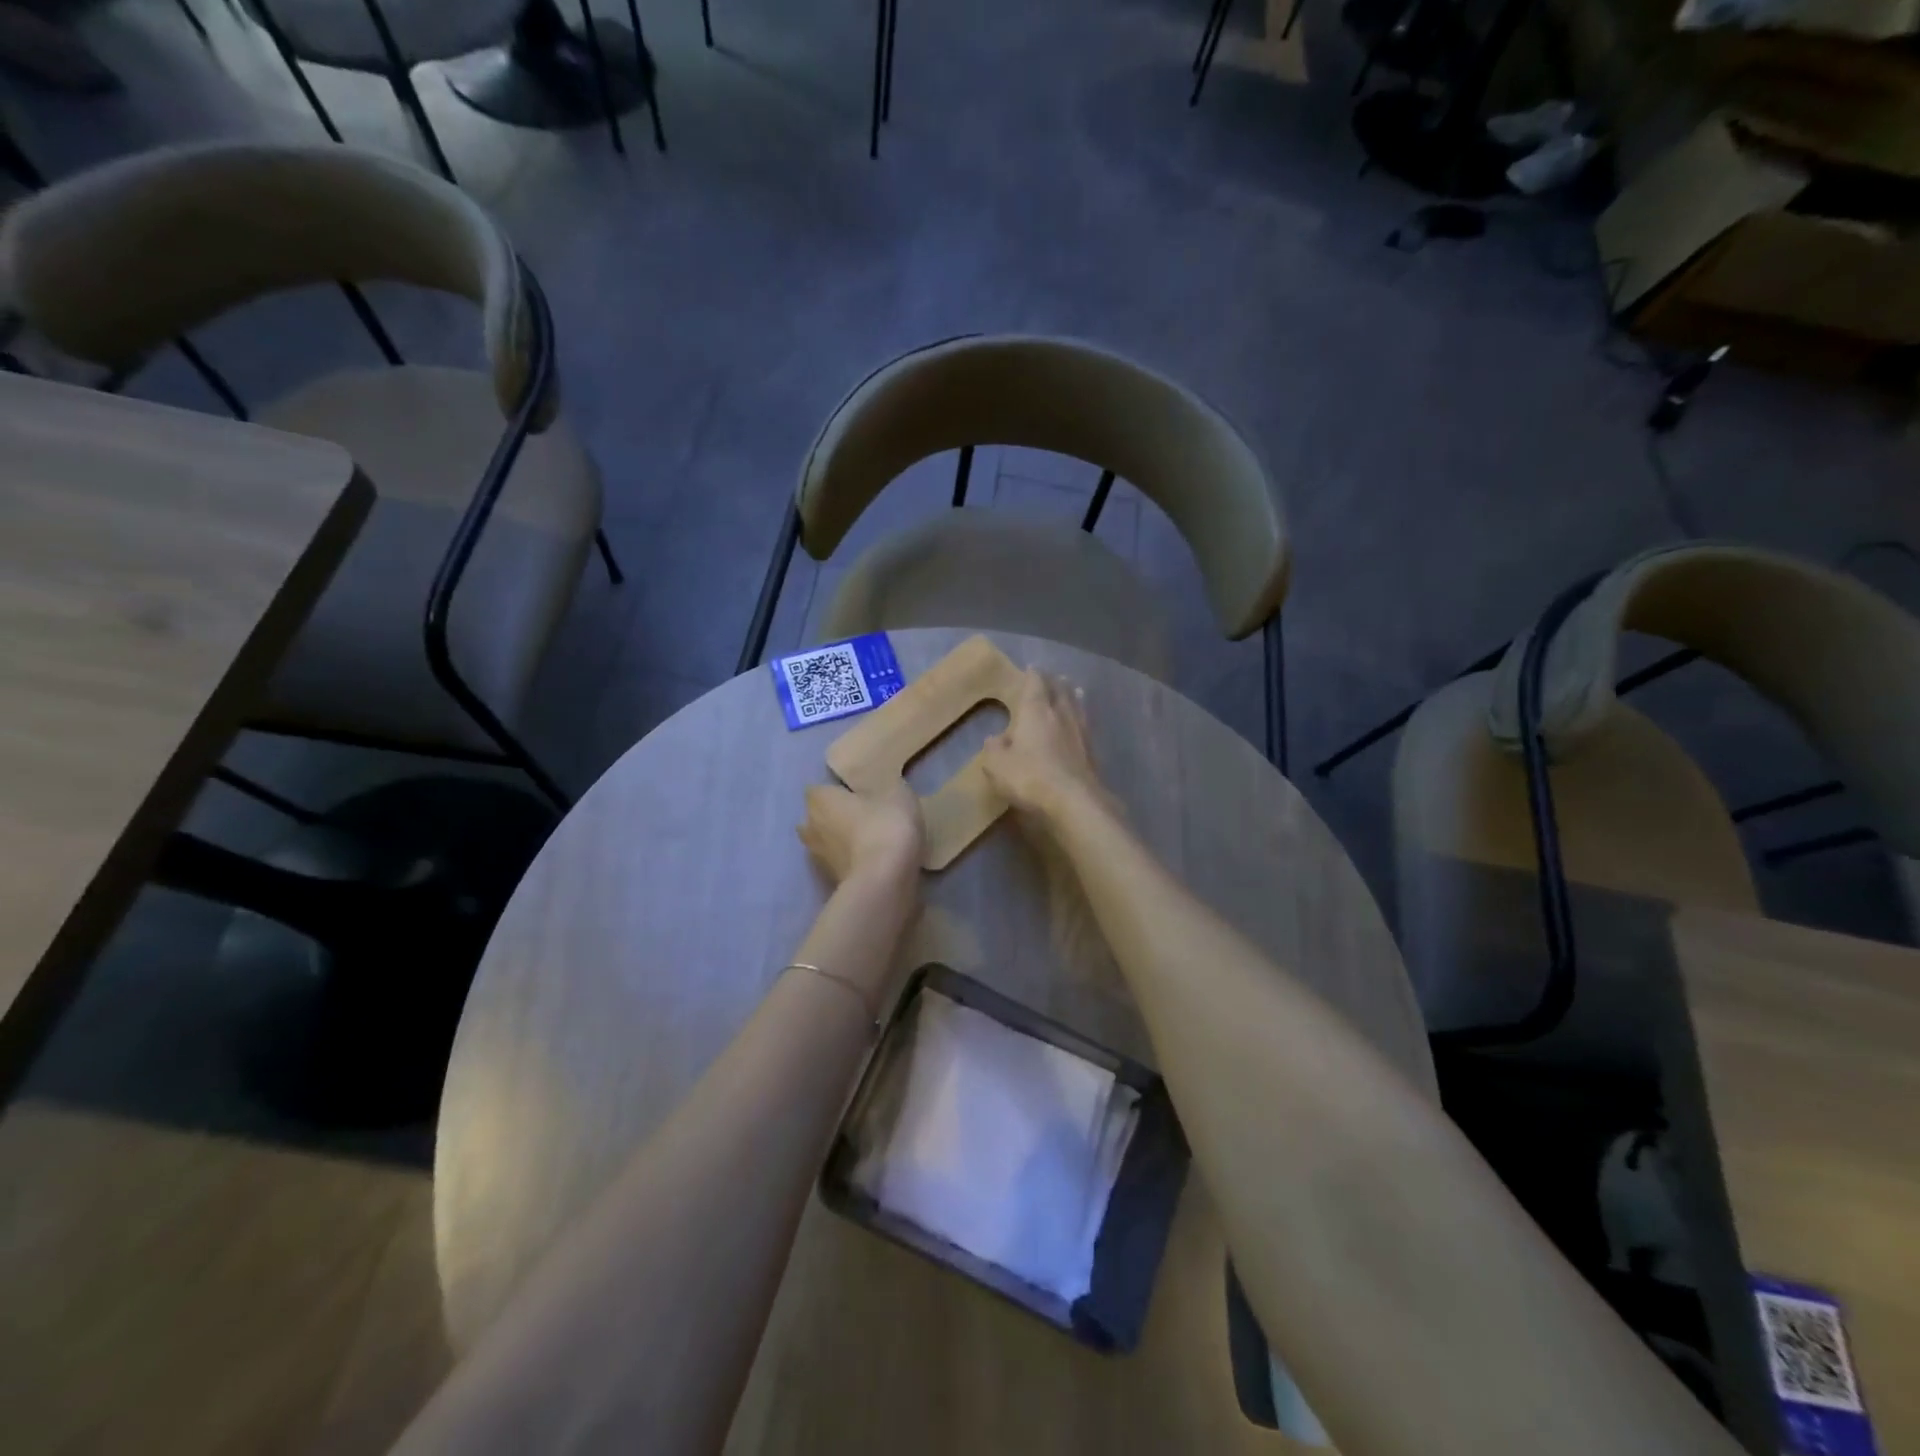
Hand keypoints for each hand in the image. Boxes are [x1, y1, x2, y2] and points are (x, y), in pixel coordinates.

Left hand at [798, 779, 924, 884]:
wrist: (884, 880)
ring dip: (841, 843)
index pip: (820, 790)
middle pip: (818, 818)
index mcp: (820, 800)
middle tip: (864, 817)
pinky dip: (852, 863)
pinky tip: (874, 862)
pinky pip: (840, 864)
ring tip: (869, 842)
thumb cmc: (885, 825)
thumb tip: (876, 790)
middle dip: (835, 818)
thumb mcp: (895, 792)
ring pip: (827, 843)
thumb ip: (881, 787)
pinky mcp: (831, 882)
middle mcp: (810, 827)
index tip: (858, 795)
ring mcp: (818, 858)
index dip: (837, 792)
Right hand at [981, 669, 1110, 821]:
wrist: (1074, 801)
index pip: (1035, 684)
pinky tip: (1082, 721)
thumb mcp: (998, 765)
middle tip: (1053, 676)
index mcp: (1035, 711)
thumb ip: (994, 749)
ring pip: (1077, 705)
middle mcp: (1060, 714)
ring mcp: (1080, 731)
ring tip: (1073, 688)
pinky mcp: (1092, 750)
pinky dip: (1081, 716)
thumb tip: (995, 739)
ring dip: (1073, 695)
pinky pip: (1085, 724)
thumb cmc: (1030, 777)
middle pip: (1060, 690)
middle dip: (1055, 681)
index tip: (1031, 668)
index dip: (1033, 675)